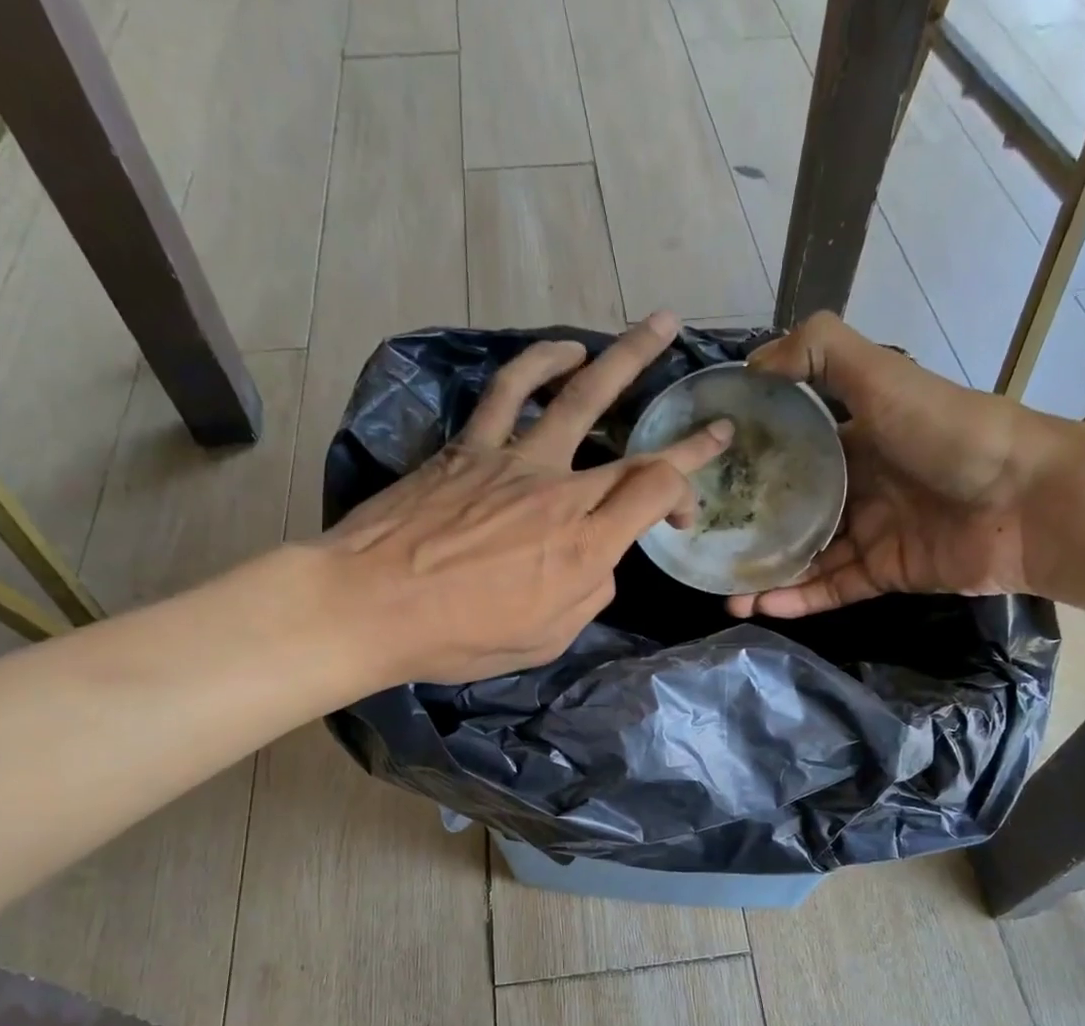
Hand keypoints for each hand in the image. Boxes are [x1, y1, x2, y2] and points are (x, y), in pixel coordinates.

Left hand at [317, 313, 730, 685]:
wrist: (369, 606)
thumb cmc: (459, 637)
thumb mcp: (545, 639)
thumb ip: (587, 595)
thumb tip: (597, 561)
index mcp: (583, 546)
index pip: (656, 494)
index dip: (686, 491)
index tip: (687, 511)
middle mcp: (560, 492)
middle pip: (636, 452)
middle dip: (685, 438)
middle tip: (715, 422)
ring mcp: (514, 461)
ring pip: (580, 395)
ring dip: (625, 358)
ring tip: (656, 327)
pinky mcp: (469, 447)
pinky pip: (509, 391)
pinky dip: (540, 363)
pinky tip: (565, 349)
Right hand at [725, 312, 1054, 617]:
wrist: (1026, 501)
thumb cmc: (950, 433)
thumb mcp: (883, 377)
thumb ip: (822, 353)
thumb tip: (751, 363)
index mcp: (858, 439)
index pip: (793, 453)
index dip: (753, 466)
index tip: (709, 482)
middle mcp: (861, 487)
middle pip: (794, 513)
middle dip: (753, 533)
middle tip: (708, 552)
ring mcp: (873, 534)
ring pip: (808, 559)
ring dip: (768, 577)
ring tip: (727, 595)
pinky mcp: (886, 575)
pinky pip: (833, 589)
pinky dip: (799, 600)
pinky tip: (762, 606)